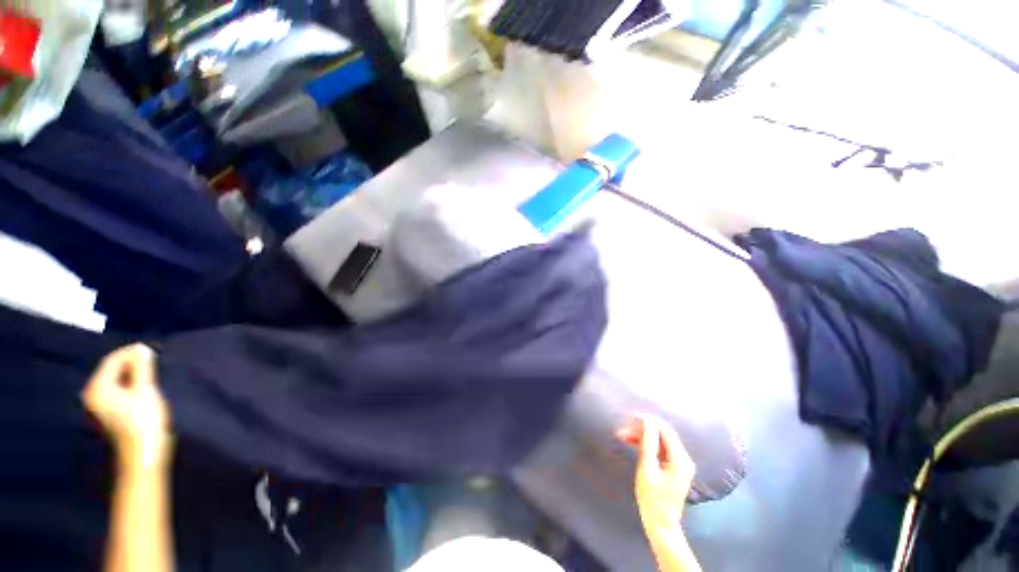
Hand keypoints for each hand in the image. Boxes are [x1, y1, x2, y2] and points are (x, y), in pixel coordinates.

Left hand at [82, 344, 172, 470]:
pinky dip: (128, 384)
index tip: (150, 348)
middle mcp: (92, 393)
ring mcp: (98, 405)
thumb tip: (141, 348)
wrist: (142, 453)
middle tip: (152, 359)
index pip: (112, 360)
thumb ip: (142, 367)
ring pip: (114, 380)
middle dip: (130, 362)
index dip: (130, 352)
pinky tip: (141, 386)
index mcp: (98, 387)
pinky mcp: (107, 412)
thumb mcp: (145, 390)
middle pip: (110, 370)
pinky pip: (115, 390)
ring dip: (131, 373)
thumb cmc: (144, 420)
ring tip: (150, 372)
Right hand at [618, 414, 695, 535]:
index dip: (649, 421)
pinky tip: (632, 444)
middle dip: (643, 430)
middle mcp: (684, 459)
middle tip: (623, 431)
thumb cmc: (652, 498)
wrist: (661, 524)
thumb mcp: (647, 469)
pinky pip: (660, 449)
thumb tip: (647, 421)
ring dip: (642, 437)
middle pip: (663, 435)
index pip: (665, 430)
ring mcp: (680, 463)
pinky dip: (647, 445)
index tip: (631, 417)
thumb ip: (648, 443)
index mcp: (680, 460)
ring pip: (660, 441)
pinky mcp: (674, 467)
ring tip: (623, 437)